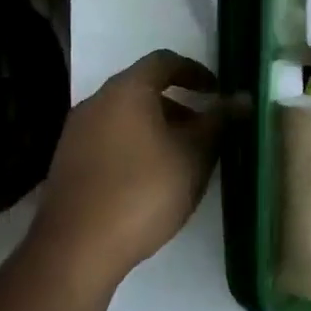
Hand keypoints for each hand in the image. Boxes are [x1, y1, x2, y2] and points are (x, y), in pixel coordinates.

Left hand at [31, 49, 221, 291]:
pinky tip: (149, 181)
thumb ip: (219, 122)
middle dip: (178, 106)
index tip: (217, 93)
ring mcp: (76, 133)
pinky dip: (134, 146)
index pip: (164, 61)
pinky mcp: (67, 163)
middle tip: (205, 132)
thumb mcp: (194, 156)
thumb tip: (243, 98)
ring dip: (157, 128)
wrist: (76, 248)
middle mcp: (96, 102)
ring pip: (125, 117)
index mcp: (127, 90)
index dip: (195, 72)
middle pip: (143, 89)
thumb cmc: (144, 191)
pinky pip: (109, 140)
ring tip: (182, 160)